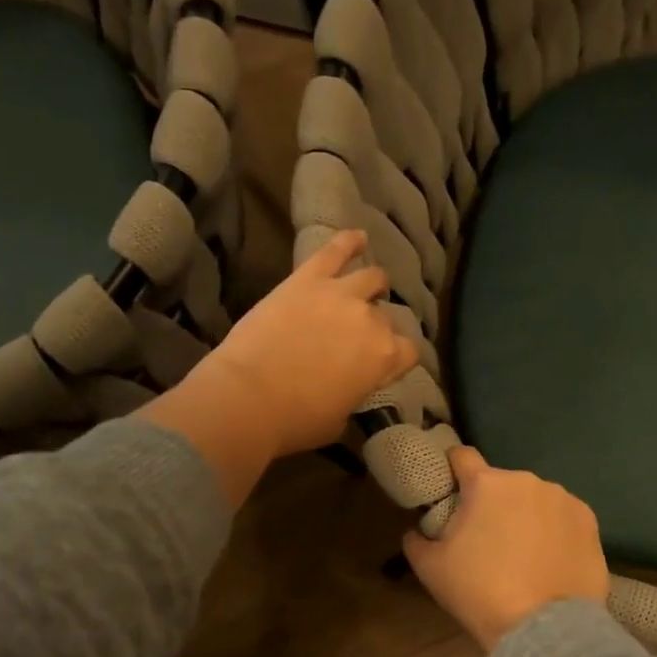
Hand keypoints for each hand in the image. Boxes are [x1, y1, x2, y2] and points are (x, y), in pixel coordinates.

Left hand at [138, 231, 418, 508]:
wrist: (248, 397)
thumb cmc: (296, 420)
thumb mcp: (339, 419)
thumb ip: (354, 395)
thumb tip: (349, 387)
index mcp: (384, 358)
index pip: (408, 352)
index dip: (398, 359)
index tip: (385, 366)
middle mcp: (370, 320)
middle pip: (385, 318)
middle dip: (377, 328)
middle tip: (359, 338)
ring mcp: (340, 294)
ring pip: (371, 278)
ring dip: (372, 285)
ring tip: (369, 286)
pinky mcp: (308, 279)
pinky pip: (334, 251)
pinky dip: (348, 241)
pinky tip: (358, 236)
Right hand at [403, 447, 610, 652]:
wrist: (543, 629)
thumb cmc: (480, 593)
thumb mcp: (430, 569)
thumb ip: (417, 540)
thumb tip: (417, 531)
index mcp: (486, 484)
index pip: (462, 456)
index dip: (453, 469)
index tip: (450, 488)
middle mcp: (527, 481)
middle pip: (501, 484)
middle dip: (492, 503)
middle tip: (487, 538)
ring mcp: (563, 499)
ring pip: (535, 500)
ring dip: (526, 515)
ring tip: (524, 554)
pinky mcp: (589, 521)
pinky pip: (563, 518)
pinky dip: (555, 531)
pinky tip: (551, 560)